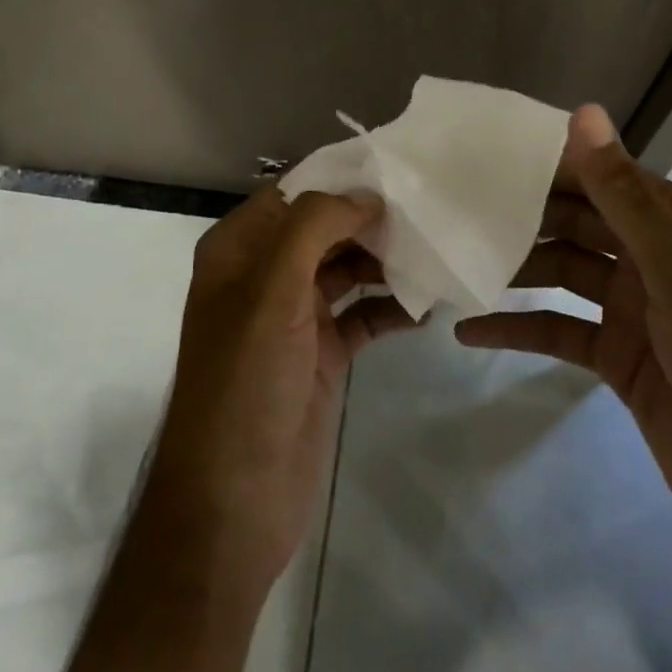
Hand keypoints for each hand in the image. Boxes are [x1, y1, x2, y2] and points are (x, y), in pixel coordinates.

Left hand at [145, 186, 419, 592]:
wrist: (235, 502)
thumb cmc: (246, 384)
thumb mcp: (272, 292)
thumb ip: (314, 229)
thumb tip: (366, 196)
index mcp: (239, 250)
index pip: (293, 193)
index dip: (340, 179)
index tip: (397, 168)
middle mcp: (265, 275)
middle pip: (324, 228)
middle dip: (371, 218)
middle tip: (429, 209)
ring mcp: (295, 316)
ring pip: (347, 269)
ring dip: (386, 262)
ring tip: (436, 252)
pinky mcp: (322, 353)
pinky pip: (363, 315)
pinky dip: (392, 307)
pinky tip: (428, 306)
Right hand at [457, 106, 671, 649]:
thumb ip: (624, 197)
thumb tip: (583, 113)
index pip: (608, 178)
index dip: (553, 165)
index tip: (487, 156)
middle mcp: (658, 259)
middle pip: (581, 224)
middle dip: (526, 217)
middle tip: (457, 207)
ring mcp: (637, 310)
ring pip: (564, 274)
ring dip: (518, 269)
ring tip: (456, 261)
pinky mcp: (618, 359)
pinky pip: (559, 331)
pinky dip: (519, 329)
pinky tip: (469, 330)